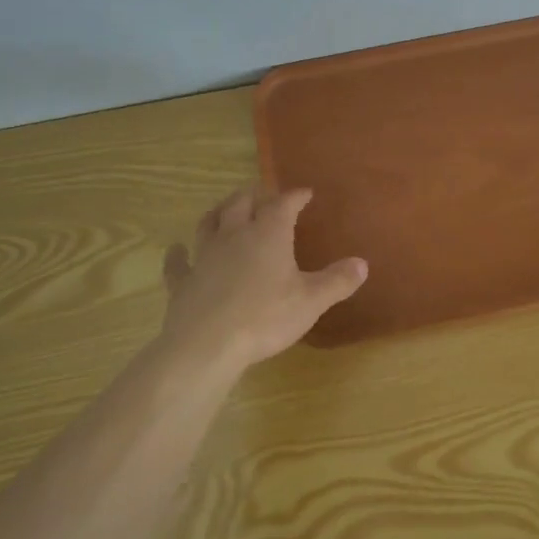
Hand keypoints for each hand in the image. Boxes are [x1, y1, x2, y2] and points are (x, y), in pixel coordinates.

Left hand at [158, 186, 367, 369]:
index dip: (294, 196)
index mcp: (268, 235)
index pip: (283, 204)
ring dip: (219, 212)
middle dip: (254, 196)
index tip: (304, 193)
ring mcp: (204, 257)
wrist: (207, 344)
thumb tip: (362, 263)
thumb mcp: (311, 301)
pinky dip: (177, 254)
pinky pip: (177, 262)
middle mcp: (234, 236)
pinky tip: (176, 250)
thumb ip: (337, 281)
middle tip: (263, 195)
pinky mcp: (182, 281)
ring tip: (225, 209)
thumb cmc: (265, 318)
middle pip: (241, 204)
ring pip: (209, 223)